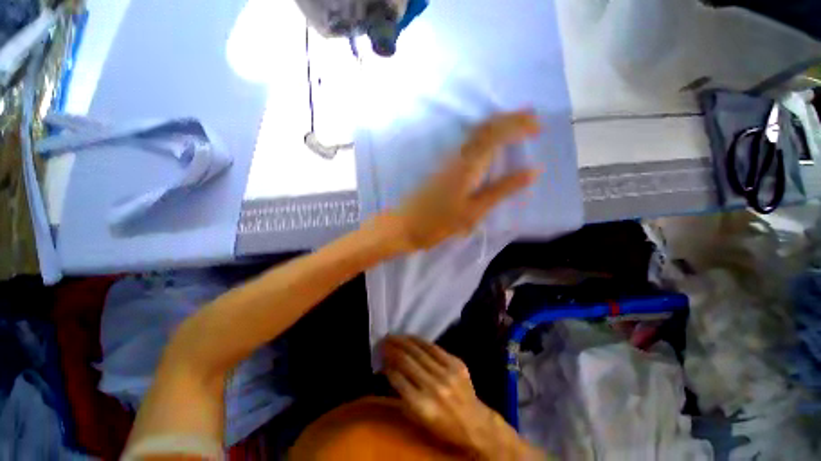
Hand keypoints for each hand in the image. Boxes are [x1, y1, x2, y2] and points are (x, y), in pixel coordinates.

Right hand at [383, 335, 543, 459]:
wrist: (474, 422)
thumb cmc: (443, 426)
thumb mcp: (418, 419)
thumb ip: (403, 395)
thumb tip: (389, 370)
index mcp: (422, 406)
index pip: (398, 379)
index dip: (387, 365)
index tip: (380, 356)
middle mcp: (434, 386)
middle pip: (407, 361)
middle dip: (392, 349)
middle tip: (382, 341)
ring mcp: (447, 373)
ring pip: (419, 351)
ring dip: (403, 341)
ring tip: (393, 336)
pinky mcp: (456, 363)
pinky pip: (433, 347)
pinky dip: (419, 341)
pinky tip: (410, 337)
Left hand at [387, 111, 541, 250]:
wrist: (405, 225)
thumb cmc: (439, 222)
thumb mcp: (474, 211)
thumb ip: (502, 189)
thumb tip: (533, 171)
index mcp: (468, 165)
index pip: (496, 134)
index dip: (517, 125)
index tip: (538, 125)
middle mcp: (458, 156)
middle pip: (485, 128)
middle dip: (510, 119)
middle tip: (532, 117)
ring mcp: (448, 160)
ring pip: (476, 134)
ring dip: (498, 125)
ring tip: (517, 125)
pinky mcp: (443, 167)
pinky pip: (468, 144)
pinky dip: (485, 137)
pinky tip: (491, 143)